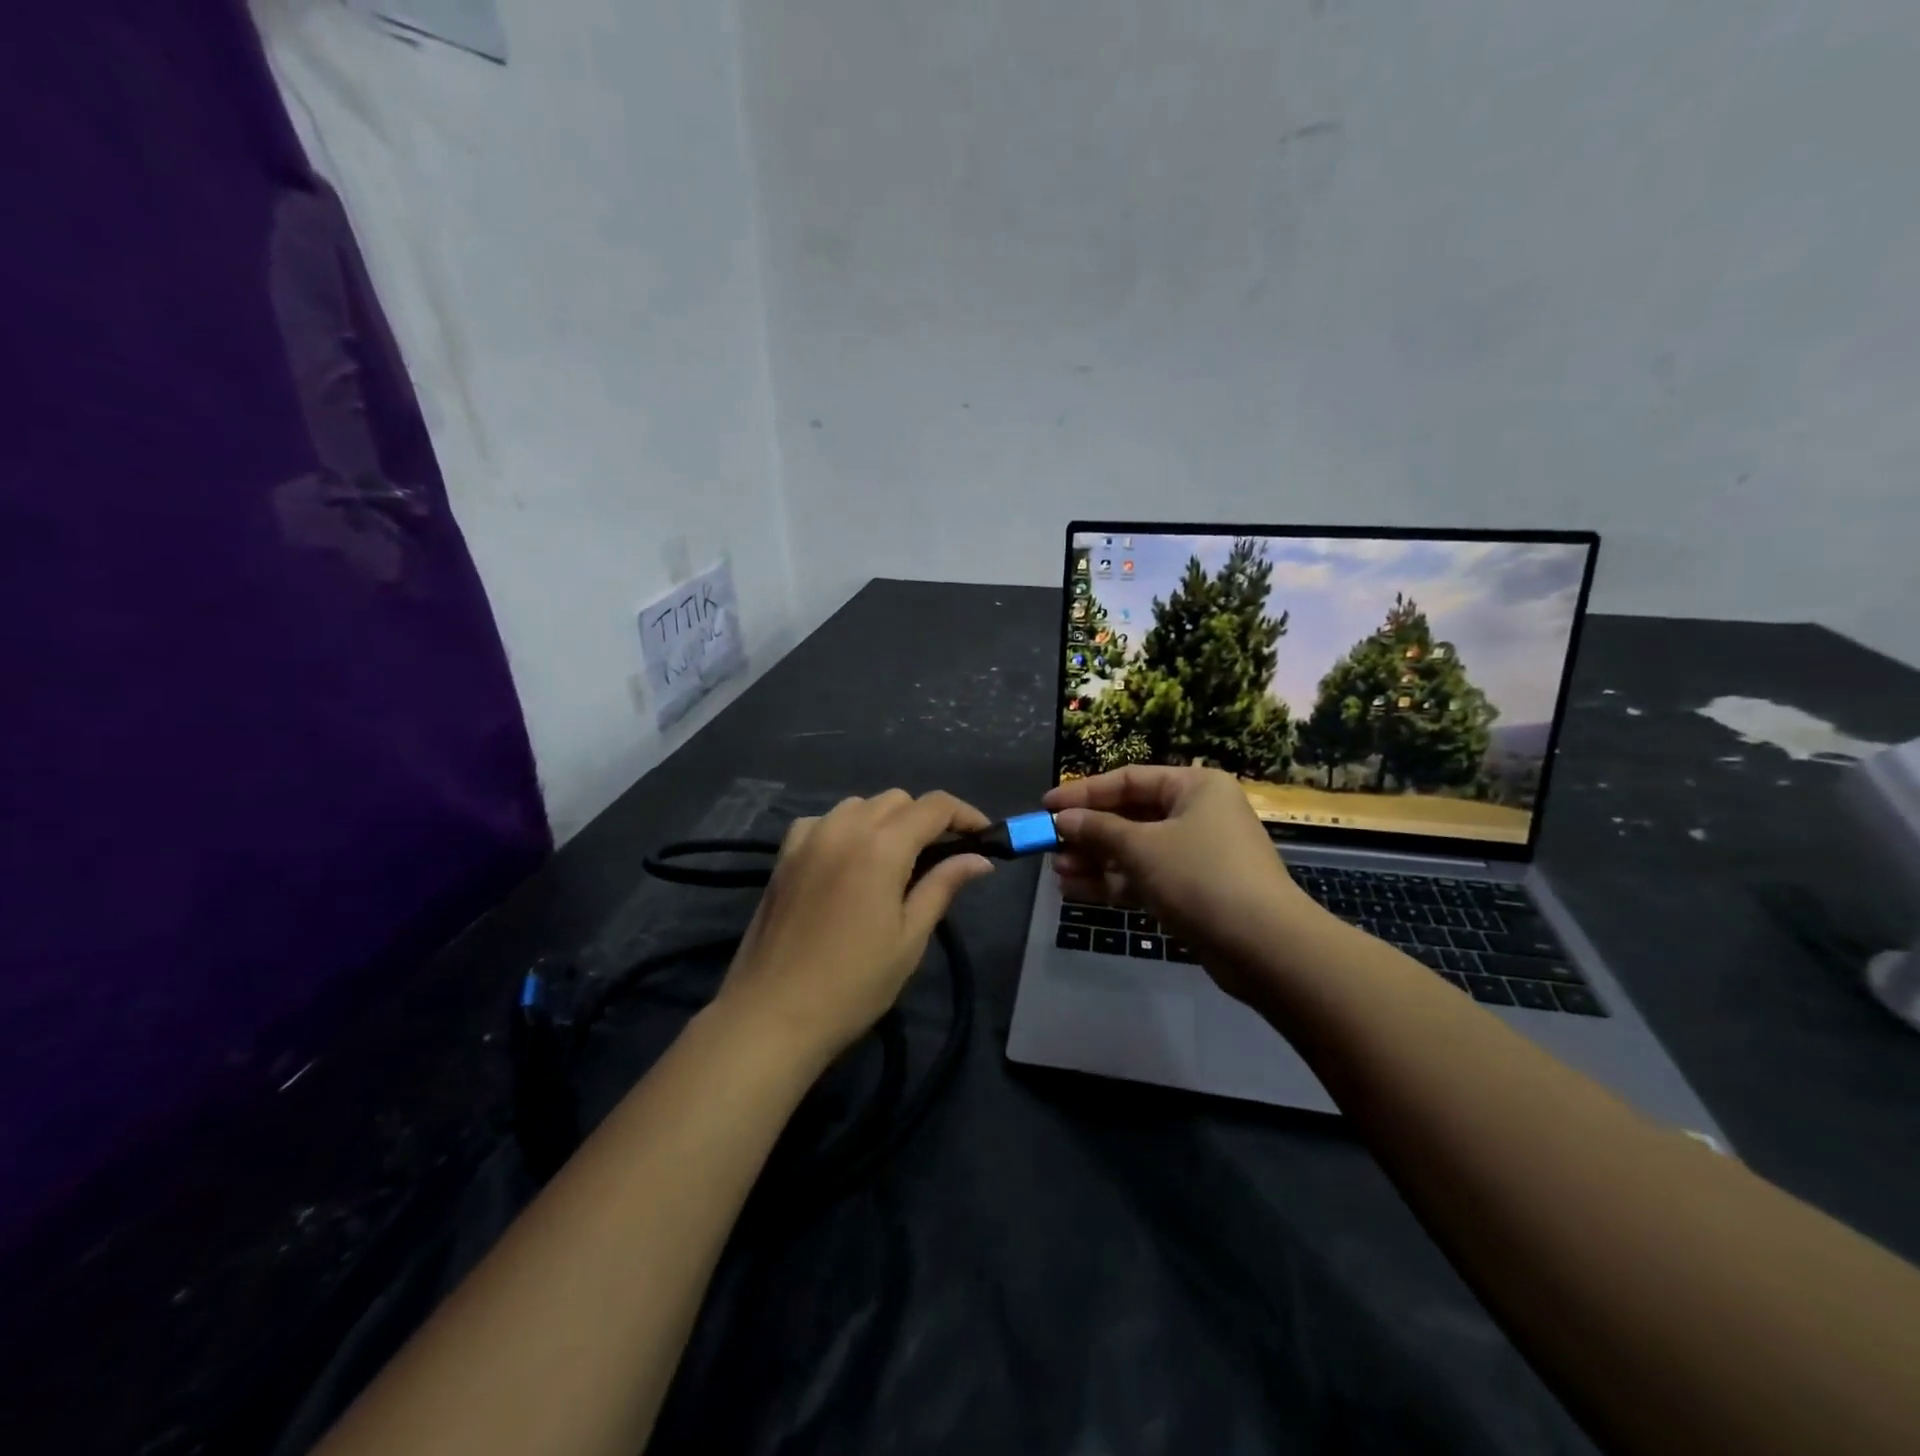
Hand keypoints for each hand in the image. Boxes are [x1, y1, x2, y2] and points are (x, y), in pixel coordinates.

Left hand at [716, 790, 995, 1064]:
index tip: (984, 835)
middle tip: (942, 857)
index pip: (934, 806)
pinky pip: (824, 821)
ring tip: (896, 860)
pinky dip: (846, 828)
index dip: (965, 814)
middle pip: (897, 800)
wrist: (772, 1015)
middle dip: (926, 819)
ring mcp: (809, 837)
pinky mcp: (784, 855)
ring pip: (860, 805)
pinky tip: (848, 860)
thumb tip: (979, 859)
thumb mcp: (909, 938)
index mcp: (881, 846)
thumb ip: (943, 886)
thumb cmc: (853, 984)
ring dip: (886, 820)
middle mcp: (844, 827)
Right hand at [1043, 767, 1324, 1003]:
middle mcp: (1196, 814)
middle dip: (1088, 832)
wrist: (1264, 946)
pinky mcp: (1192, 892)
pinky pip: (1144, 878)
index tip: (1046, 805)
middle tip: (1049, 844)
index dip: (1084, 792)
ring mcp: (1195, 855)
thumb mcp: (1142, 846)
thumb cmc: (1201, 876)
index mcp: (1194, 787)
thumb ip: (1098, 829)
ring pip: (1134, 850)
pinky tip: (1075, 890)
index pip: (1128, 779)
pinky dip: (1112, 883)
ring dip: (1095, 860)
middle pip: (1129, 816)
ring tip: (1057, 871)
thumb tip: (1062, 819)